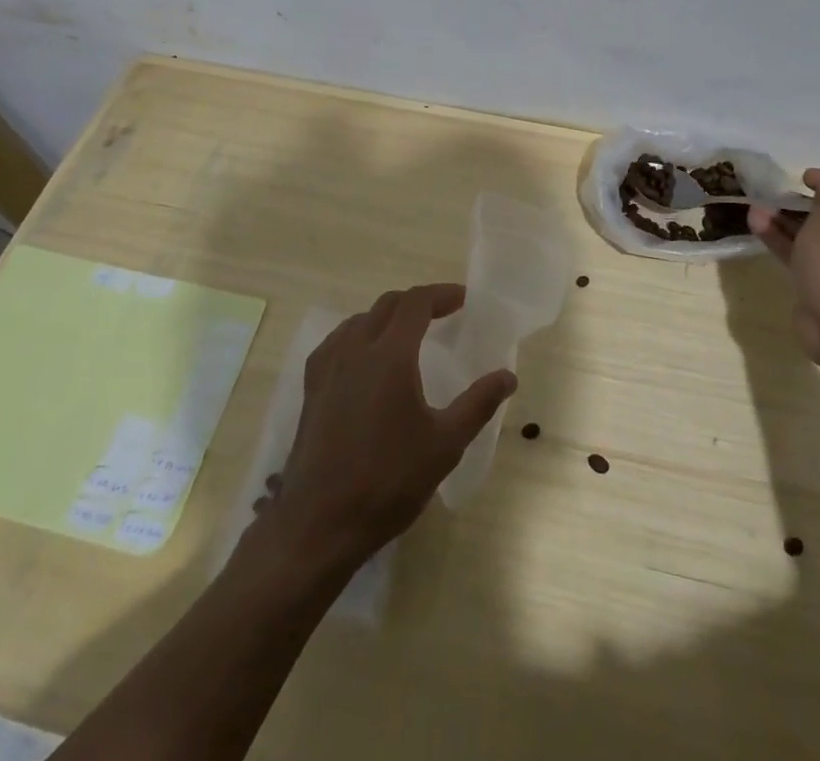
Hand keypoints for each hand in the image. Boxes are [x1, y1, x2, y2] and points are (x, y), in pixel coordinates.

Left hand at [259, 284, 515, 568]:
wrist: (319, 523)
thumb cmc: (388, 481)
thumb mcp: (445, 444)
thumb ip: (478, 404)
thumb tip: (508, 376)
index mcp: (390, 355)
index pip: (415, 303)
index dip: (441, 294)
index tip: (464, 299)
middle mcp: (355, 349)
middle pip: (387, 305)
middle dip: (417, 302)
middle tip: (443, 314)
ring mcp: (327, 367)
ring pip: (359, 320)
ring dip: (387, 316)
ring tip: (408, 334)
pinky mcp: (311, 388)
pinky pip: (337, 341)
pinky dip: (359, 334)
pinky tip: (365, 359)